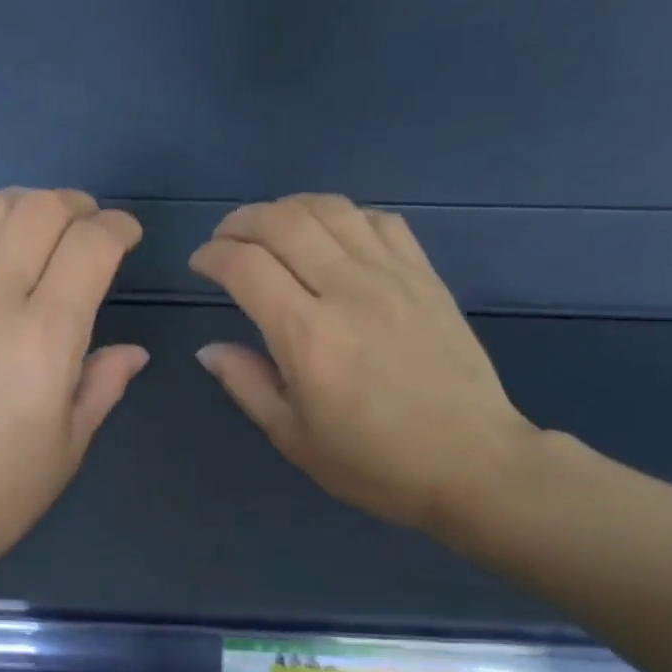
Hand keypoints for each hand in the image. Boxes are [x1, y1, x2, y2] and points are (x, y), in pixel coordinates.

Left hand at [0, 188, 147, 588]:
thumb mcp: (66, 450)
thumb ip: (101, 386)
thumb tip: (132, 351)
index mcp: (44, 338)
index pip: (90, 247)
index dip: (118, 229)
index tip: (128, 238)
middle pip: (39, 211)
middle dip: (77, 205)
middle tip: (91, 226)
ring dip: (25, 202)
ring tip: (40, 223)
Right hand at [189, 194, 536, 535]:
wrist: (471, 462)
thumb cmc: (373, 462)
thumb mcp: (293, 437)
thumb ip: (246, 384)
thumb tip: (209, 349)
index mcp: (306, 335)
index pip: (245, 266)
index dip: (212, 255)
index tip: (199, 266)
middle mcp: (347, 290)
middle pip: (283, 222)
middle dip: (241, 222)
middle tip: (225, 241)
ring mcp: (393, 276)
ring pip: (330, 209)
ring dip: (288, 209)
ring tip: (270, 229)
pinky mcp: (425, 275)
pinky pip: (379, 220)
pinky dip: (343, 216)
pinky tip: (331, 237)